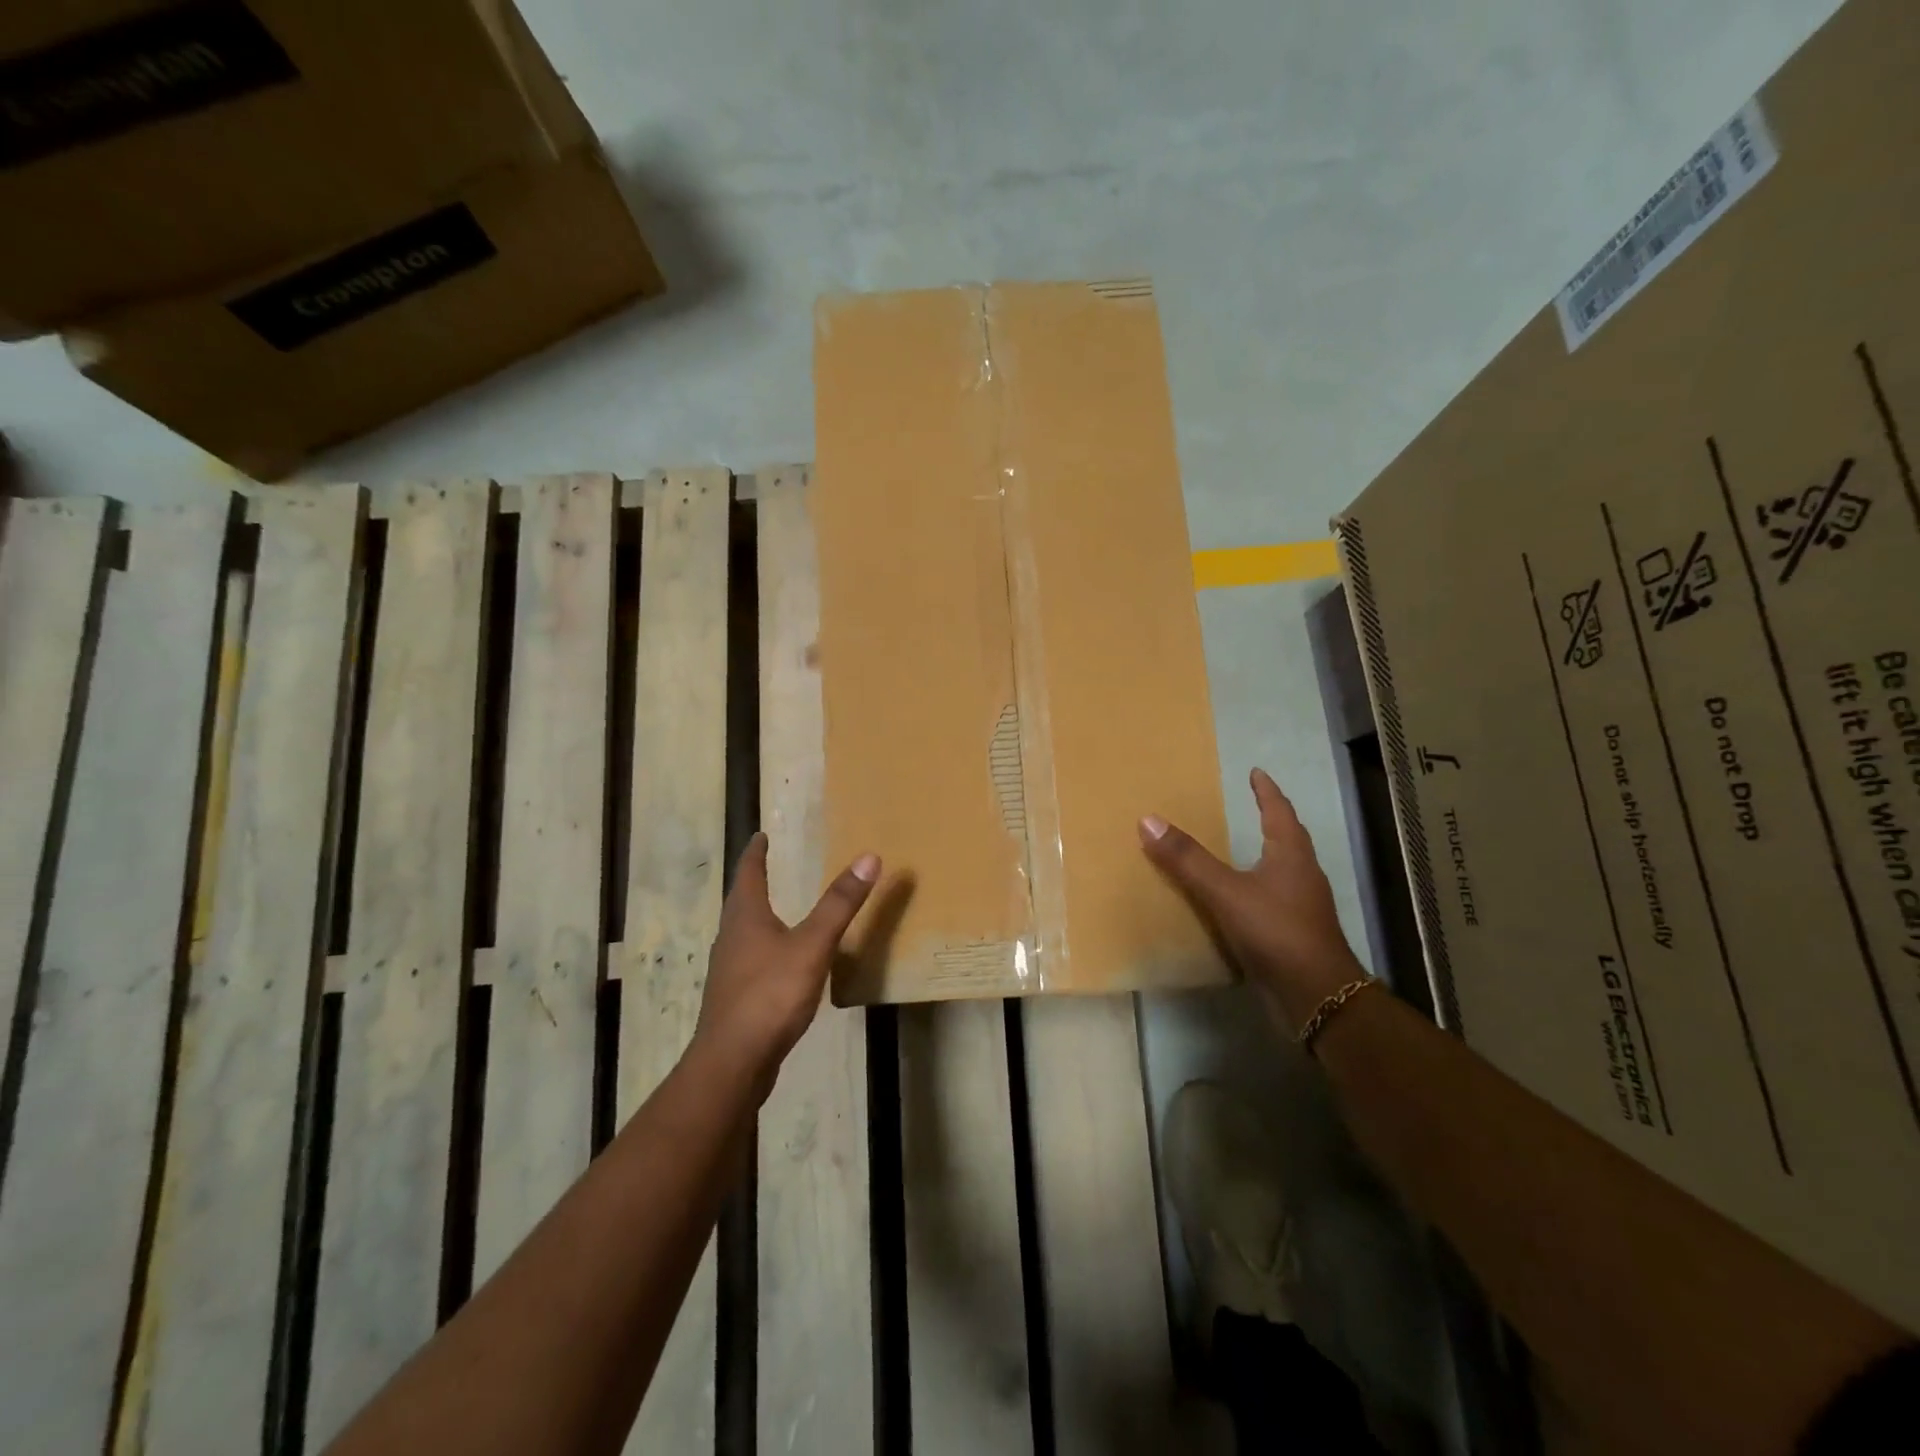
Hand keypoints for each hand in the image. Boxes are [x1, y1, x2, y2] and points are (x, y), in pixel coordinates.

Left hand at [690, 832, 879, 1099]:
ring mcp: (730, 971)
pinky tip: (781, 963)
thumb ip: (839, 904)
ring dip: (758, 916)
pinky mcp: (735, 999)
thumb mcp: (812, 945)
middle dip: (754, 882)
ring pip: (743, 933)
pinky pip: (750, 961)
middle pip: (741, 902)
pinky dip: (765, 949)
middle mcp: (731, 938)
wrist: (733, 1062)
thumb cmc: (770, 994)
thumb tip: (868, 857)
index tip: (760, 835)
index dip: (755, 853)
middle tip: (770, 867)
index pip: (748, 873)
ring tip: (776, 910)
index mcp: (746, 917)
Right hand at [1140, 767, 1363, 1031]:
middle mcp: (1302, 874)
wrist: (1318, 995)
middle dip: (1271, 819)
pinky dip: (1256, 889)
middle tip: (1250, 805)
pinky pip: (1273, 899)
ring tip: (1240, 848)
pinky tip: (1238, 900)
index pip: (1279, 812)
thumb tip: (1148, 820)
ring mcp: (1302, 906)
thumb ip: (1187, 859)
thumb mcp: (1224, 891)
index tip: (1256, 773)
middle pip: (1288, 838)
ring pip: (1283, 870)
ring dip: (1264, 855)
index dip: (1267, 792)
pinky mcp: (1295, 933)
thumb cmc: (1275, 931)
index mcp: (1291, 855)